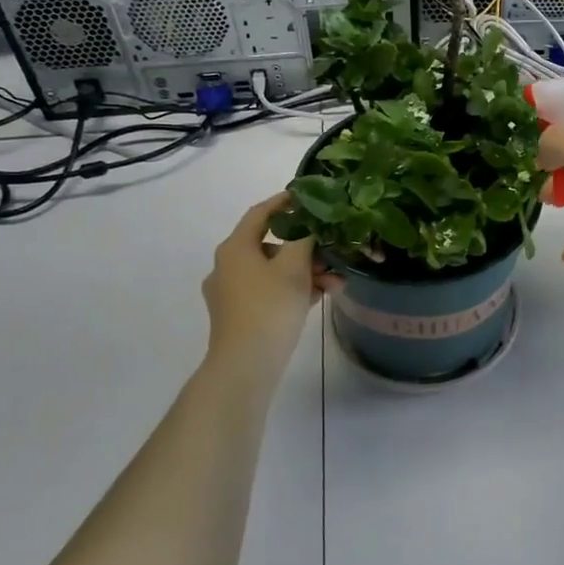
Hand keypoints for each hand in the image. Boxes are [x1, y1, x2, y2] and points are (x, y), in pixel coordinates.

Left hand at [201, 194, 339, 371]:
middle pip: (271, 244)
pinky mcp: (239, 314)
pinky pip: (270, 291)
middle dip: (306, 247)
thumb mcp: (294, 268)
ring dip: (305, 272)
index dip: (284, 202)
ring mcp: (231, 293)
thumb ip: (305, 238)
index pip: (260, 213)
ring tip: (335, 282)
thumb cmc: (270, 308)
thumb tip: (312, 223)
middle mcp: (227, 266)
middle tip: (332, 251)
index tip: (309, 198)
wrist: (246, 366)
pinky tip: (321, 297)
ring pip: (273, 271)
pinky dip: (293, 290)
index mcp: (235, 248)